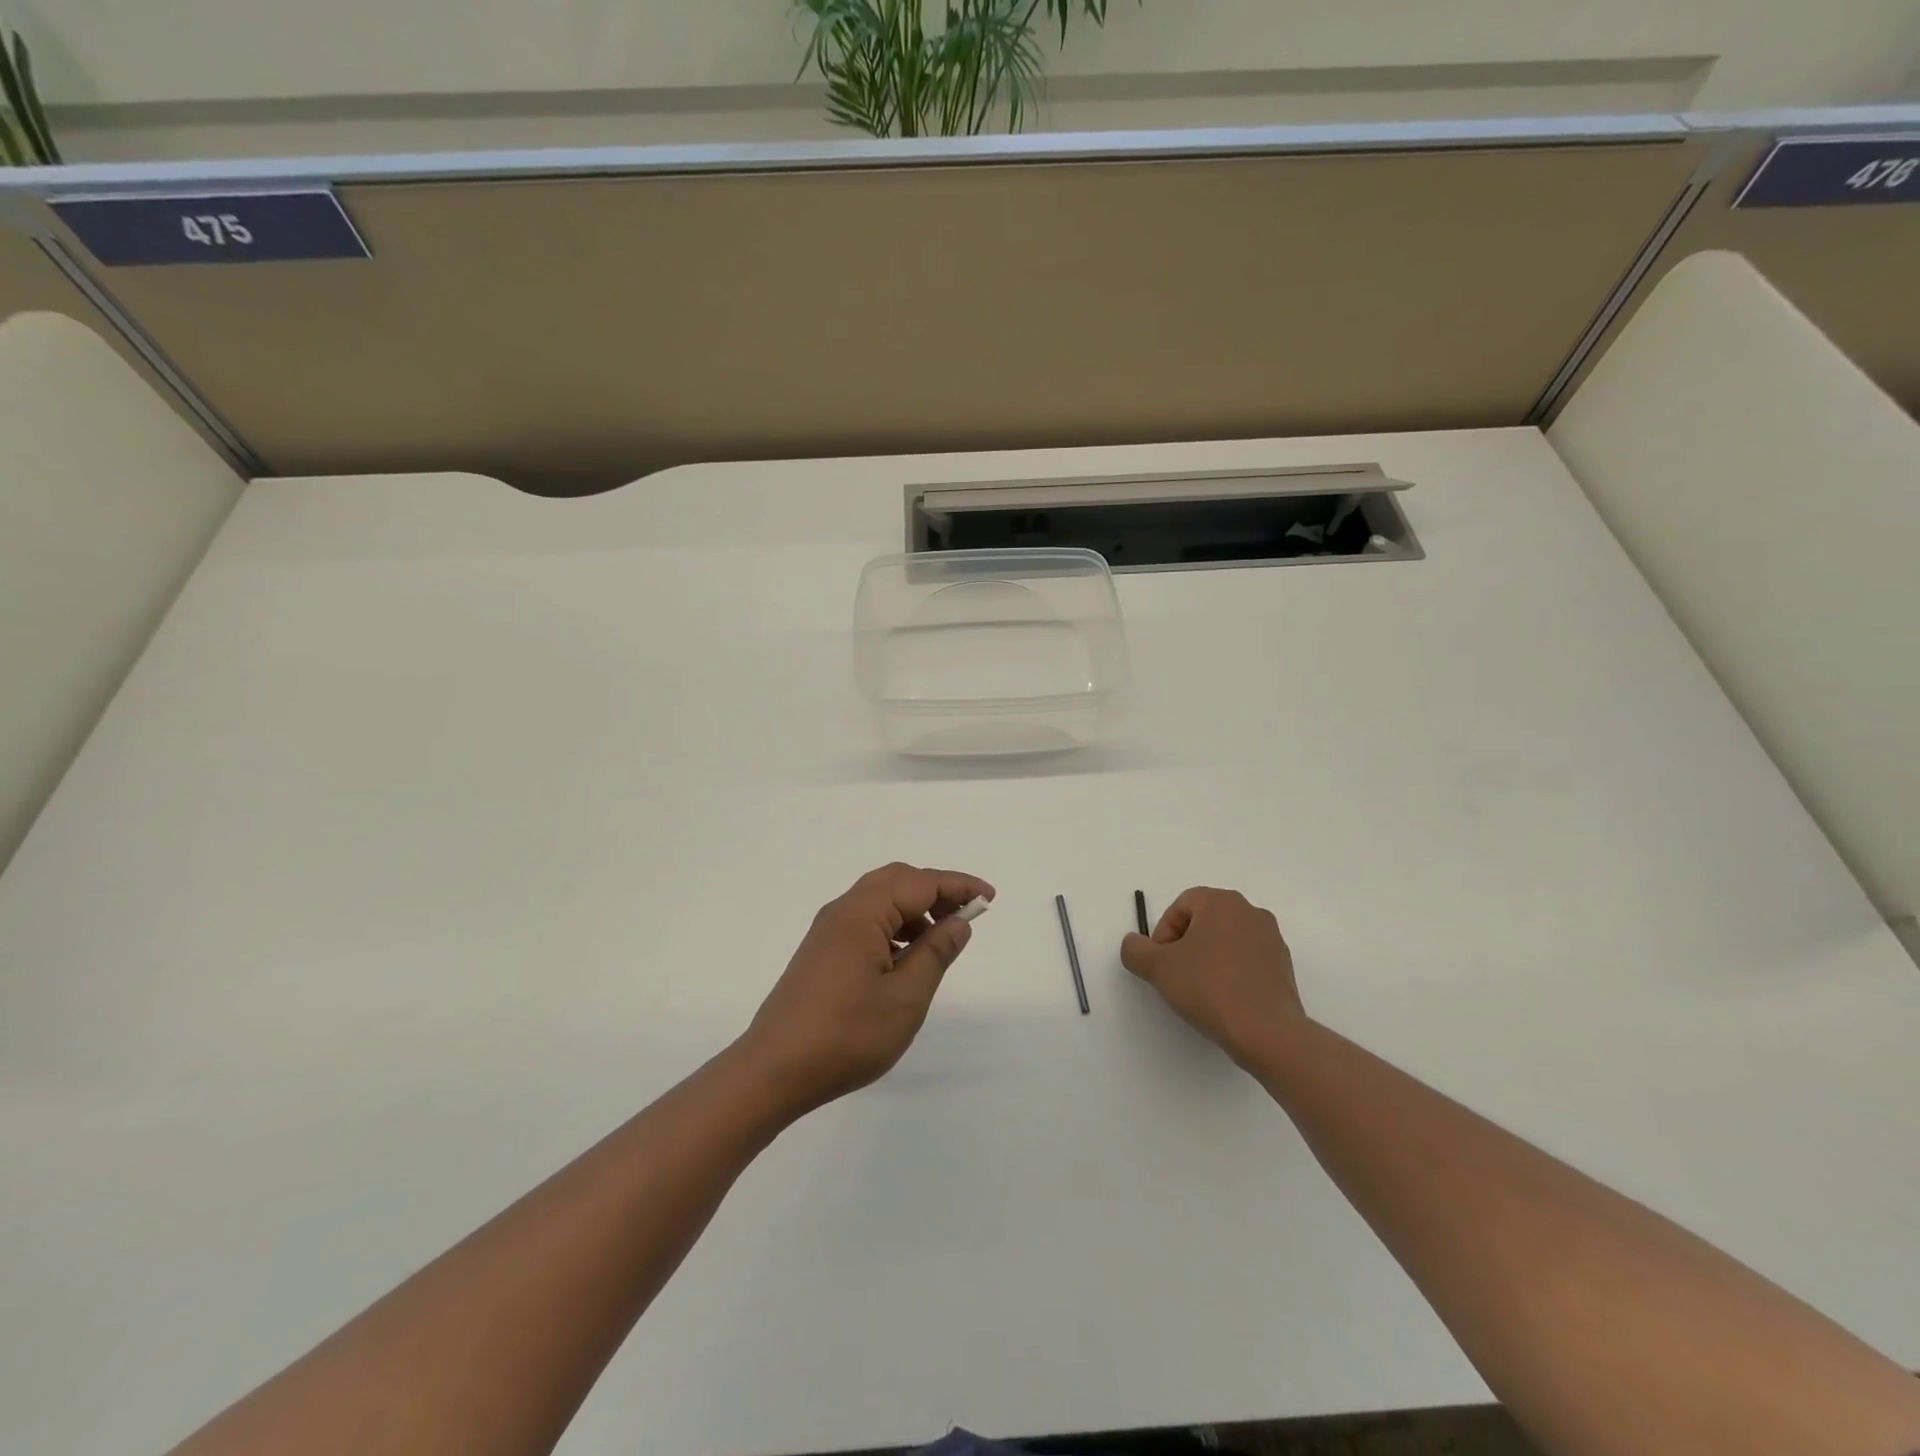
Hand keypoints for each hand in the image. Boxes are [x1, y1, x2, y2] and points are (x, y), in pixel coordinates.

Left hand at [736, 863, 994, 1117]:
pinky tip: (904, 958)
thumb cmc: (846, 1035)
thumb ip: (935, 954)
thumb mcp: (905, 998)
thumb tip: (958, 923)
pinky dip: (893, 925)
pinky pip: (865, 920)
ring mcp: (827, 931)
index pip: (920, 882)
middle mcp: (842, 911)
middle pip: (897, 880)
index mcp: (862, 913)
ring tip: (940, 940)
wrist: (773, 1071)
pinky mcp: (821, 951)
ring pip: (879, 899)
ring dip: (913, 909)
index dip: (958, 886)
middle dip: (935, 890)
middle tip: (966, 914)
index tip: (989, 898)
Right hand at [1120, 887, 1305, 1066]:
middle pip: (1205, 921)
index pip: (1181, 906)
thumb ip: (1135, 950)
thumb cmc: (1209, 988)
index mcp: (1221, 902)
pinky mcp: (1284, 967)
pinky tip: (1225, 1000)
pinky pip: (1247, 961)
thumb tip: (1134, 944)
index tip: (1161, 963)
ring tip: (1200, 991)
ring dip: (1209, 959)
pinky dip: (1231, 974)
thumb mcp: (1157, 968)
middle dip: (1185, 945)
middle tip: (1176, 975)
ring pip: (1226, 941)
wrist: (1267, 1031)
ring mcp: (1271, 939)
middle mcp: (1250, 912)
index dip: (1163, 933)